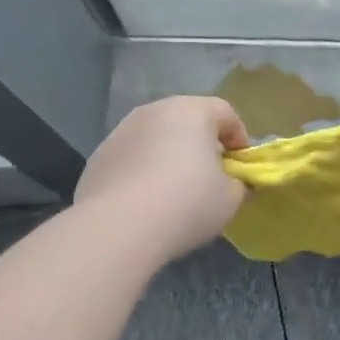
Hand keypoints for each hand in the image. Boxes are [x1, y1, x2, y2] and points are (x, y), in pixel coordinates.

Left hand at [75, 96, 249, 260]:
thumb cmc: (186, 204)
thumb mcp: (230, 198)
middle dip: (202, 144)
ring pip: (156, 137)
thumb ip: (238, 182)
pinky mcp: (99, 156)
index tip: (240, 167)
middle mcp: (155, 110)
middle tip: (210, 176)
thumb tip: (231, 180)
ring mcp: (122, 131)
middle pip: (188, 120)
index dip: (239, 139)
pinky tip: (144, 201)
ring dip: (169, 155)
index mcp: (192, 111)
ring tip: (173, 191)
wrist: (118, 228)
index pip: (225, 113)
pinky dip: (142, 170)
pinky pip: (132, 157)